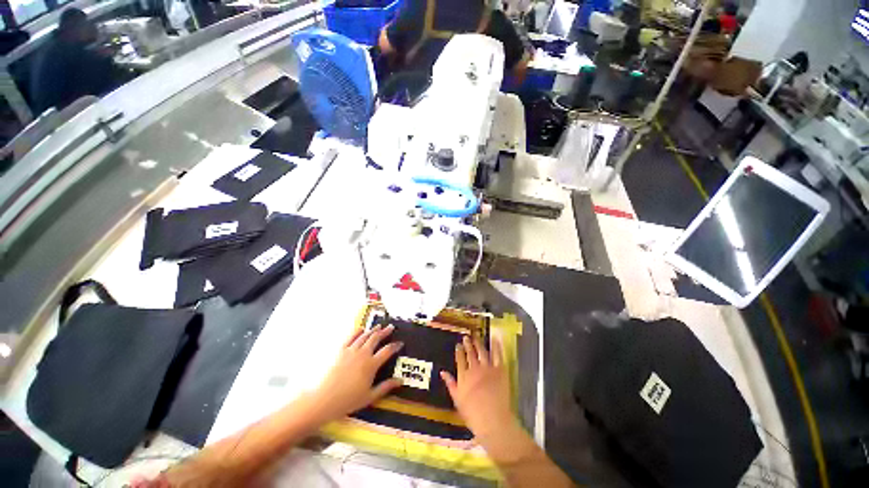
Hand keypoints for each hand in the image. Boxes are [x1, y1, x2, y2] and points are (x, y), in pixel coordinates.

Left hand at [312, 325, 403, 420]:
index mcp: (371, 364)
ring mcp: (351, 350)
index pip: (387, 351)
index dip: (395, 346)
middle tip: (391, 327)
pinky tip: (361, 329)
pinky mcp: (340, 351)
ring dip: (373, 330)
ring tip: (379, 326)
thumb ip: (385, 387)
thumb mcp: (369, 397)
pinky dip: (357, 331)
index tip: (400, 343)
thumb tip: (400, 381)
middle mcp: (363, 353)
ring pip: (365, 336)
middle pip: (376, 338)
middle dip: (385, 332)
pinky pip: (350, 337)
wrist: (323, 399)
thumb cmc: (348, 400)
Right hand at [440, 336, 515, 440]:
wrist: (493, 420)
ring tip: (476, 336)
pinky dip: (496, 346)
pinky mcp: (500, 370)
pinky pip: (498, 355)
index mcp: (464, 376)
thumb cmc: (473, 414)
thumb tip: (442, 372)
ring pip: (482, 351)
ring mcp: (488, 368)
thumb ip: (450, 384)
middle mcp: (475, 368)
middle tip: (466, 337)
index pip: (460, 359)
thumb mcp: (457, 400)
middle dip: (468, 344)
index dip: (459, 351)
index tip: (458, 345)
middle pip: (470, 353)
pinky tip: (495, 339)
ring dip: (479, 343)